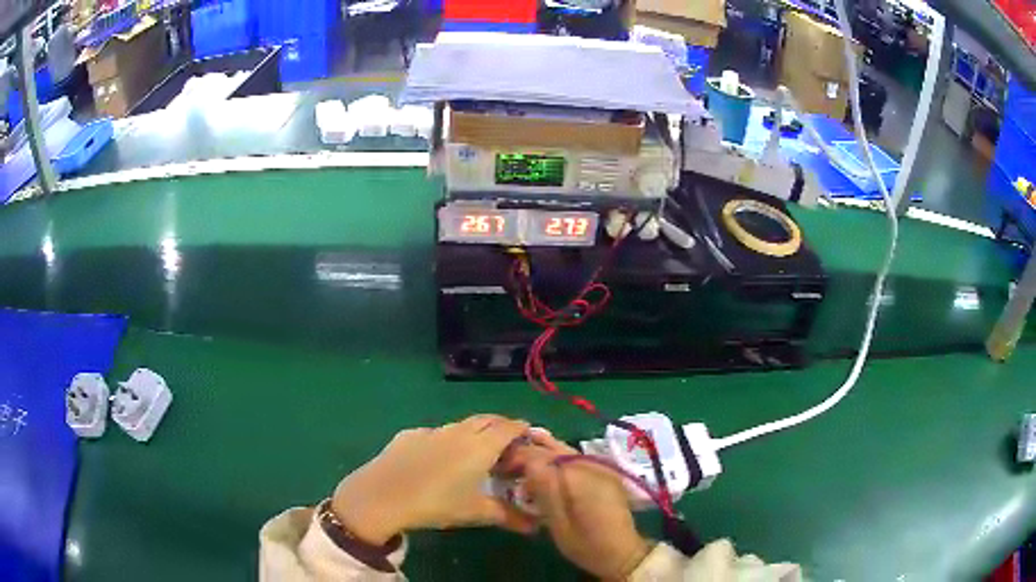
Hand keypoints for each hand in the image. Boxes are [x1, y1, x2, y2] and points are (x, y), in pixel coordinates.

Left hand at [330, 415, 537, 544]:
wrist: (383, 495)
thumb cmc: (437, 503)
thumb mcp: (476, 513)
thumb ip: (509, 517)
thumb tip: (535, 526)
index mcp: (481, 445)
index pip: (510, 427)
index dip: (522, 430)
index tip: (530, 440)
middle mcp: (459, 431)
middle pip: (487, 420)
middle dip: (501, 427)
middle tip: (508, 445)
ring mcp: (432, 430)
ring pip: (461, 425)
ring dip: (474, 433)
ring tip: (475, 453)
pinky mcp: (409, 434)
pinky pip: (436, 433)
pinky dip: (446, 441)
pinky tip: (439, 459)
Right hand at [509, 431, 651, 580]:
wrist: (622, 551)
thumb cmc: (586, 544)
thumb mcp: (558, 523)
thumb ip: (545, 491)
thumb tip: (528, 463)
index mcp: (578, 477)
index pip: (542, 456)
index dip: (519, 457)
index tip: (503, 466)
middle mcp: (591, 465)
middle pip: (555, 448)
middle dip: (531, 451)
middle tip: (511, 462)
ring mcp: (601, 466)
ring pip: (567, 450)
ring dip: (545, 453)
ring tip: (525, 459)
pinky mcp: (606, 472)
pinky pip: (577, 458)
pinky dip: (560, 459)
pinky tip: (548, 467)